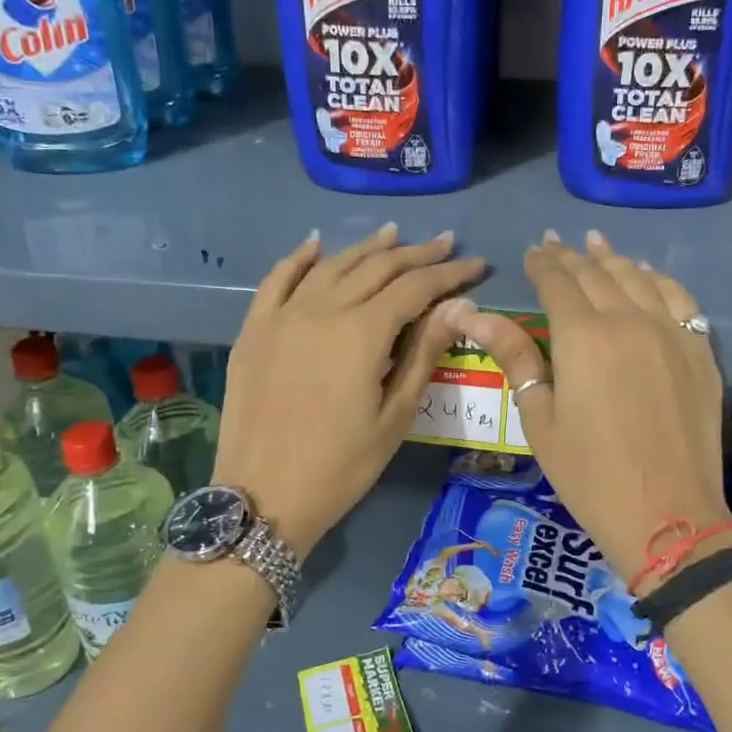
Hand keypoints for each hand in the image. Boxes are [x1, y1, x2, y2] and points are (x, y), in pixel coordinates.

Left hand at [213, 224, 482, 555]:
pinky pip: (277, 280)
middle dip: (416, 254)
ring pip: (331, 266)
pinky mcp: (255, 330)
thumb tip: (460, 306)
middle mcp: (322, 310)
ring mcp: (283, 316)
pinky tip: (316, 245)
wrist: (264, 496)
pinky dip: (299, 258)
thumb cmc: (342, 465)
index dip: (450, 274)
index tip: (477, 264)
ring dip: (366, 249)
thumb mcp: (395, 415)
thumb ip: (425, 353)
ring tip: (394, 235)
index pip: (416, 288)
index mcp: (362, 332)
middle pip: (376, 268)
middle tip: (446, 245)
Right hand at [453, 231, 731, 579]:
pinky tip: (648, 275)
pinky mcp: (700, 351)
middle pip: (597, 274)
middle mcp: (630, 320)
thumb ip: (515, 357)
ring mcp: (672, 332)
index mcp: (583, 337)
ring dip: (613, 259)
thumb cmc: (590, 474)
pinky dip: (659, 280)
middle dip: (572, 257)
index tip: (532, 252)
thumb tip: (471, 314)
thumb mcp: (540, 419)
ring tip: (596, 244)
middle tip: (555, 243)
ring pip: (639, 279)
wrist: (667, 515)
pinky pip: (679, 298)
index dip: (542, 265)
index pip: (558, 283)